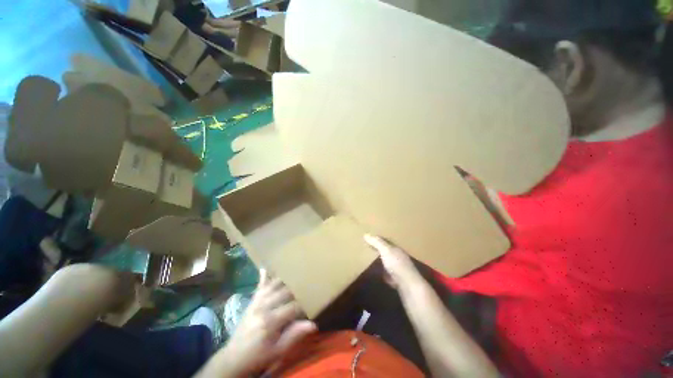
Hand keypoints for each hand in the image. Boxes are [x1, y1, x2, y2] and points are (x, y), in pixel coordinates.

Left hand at [219, 270, 316, 375]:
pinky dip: (264, 277)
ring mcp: (256, 302)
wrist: (234, 358)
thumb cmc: (259, 356)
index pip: (293, 306)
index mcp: (270, 321)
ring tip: (296, 274)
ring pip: (274, 285)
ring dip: (286, 280)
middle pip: (285, 291)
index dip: (304, 306)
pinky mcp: (252, 301)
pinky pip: (260, 286)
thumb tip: (313, 324)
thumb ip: (294, 336)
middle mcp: (263, 307)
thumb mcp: (277, 352)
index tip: (311, 305)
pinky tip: (267, 267)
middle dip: (297, 289)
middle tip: (307, 288)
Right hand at [364, 234, 422, 288]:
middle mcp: (397, 256)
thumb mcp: (386, 250)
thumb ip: (377, 243)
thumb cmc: (397, 264)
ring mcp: (396, 267)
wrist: (407, 284)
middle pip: (385, 250)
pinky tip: (373, 270)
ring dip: (378, 259)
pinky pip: (384, 271)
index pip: (386, 240)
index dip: (377, 238)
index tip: (367, 237)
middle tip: (365, 245)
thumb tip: (366, 234)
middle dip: (377, 248)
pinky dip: (380, 270)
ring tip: (367, 256)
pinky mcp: (394, 278)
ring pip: (385, 260)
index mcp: (396, 248)